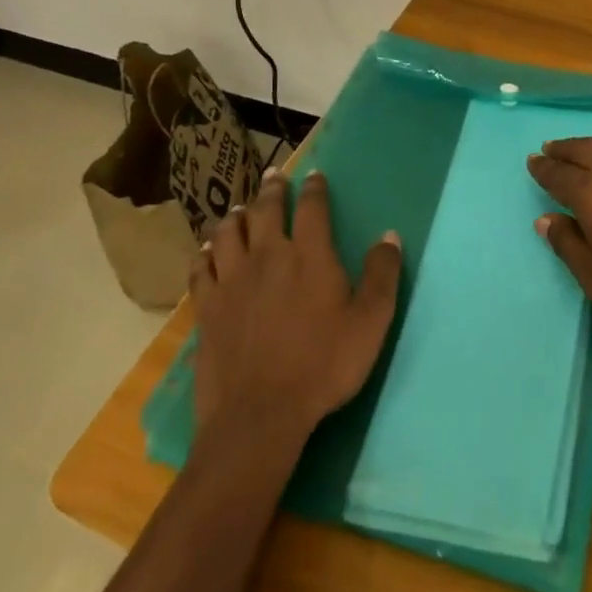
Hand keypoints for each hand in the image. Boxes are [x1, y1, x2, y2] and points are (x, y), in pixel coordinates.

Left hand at [189, 172, 402, 437]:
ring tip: (241, 210)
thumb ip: (382, 275)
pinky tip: (209, 251)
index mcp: (309, 256)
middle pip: (266, 209)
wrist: (259, 416)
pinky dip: (206, 253)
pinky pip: (201, 268)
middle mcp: (268, 256)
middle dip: (273, 189)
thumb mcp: (370, 323)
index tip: (315, 176)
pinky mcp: (207, 307)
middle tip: (275, 176)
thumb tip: (389, 235)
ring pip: (229, 232)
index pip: (312, 207)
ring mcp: (232, 280)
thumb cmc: (323, 366)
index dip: (315, 188)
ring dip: (237, 215)